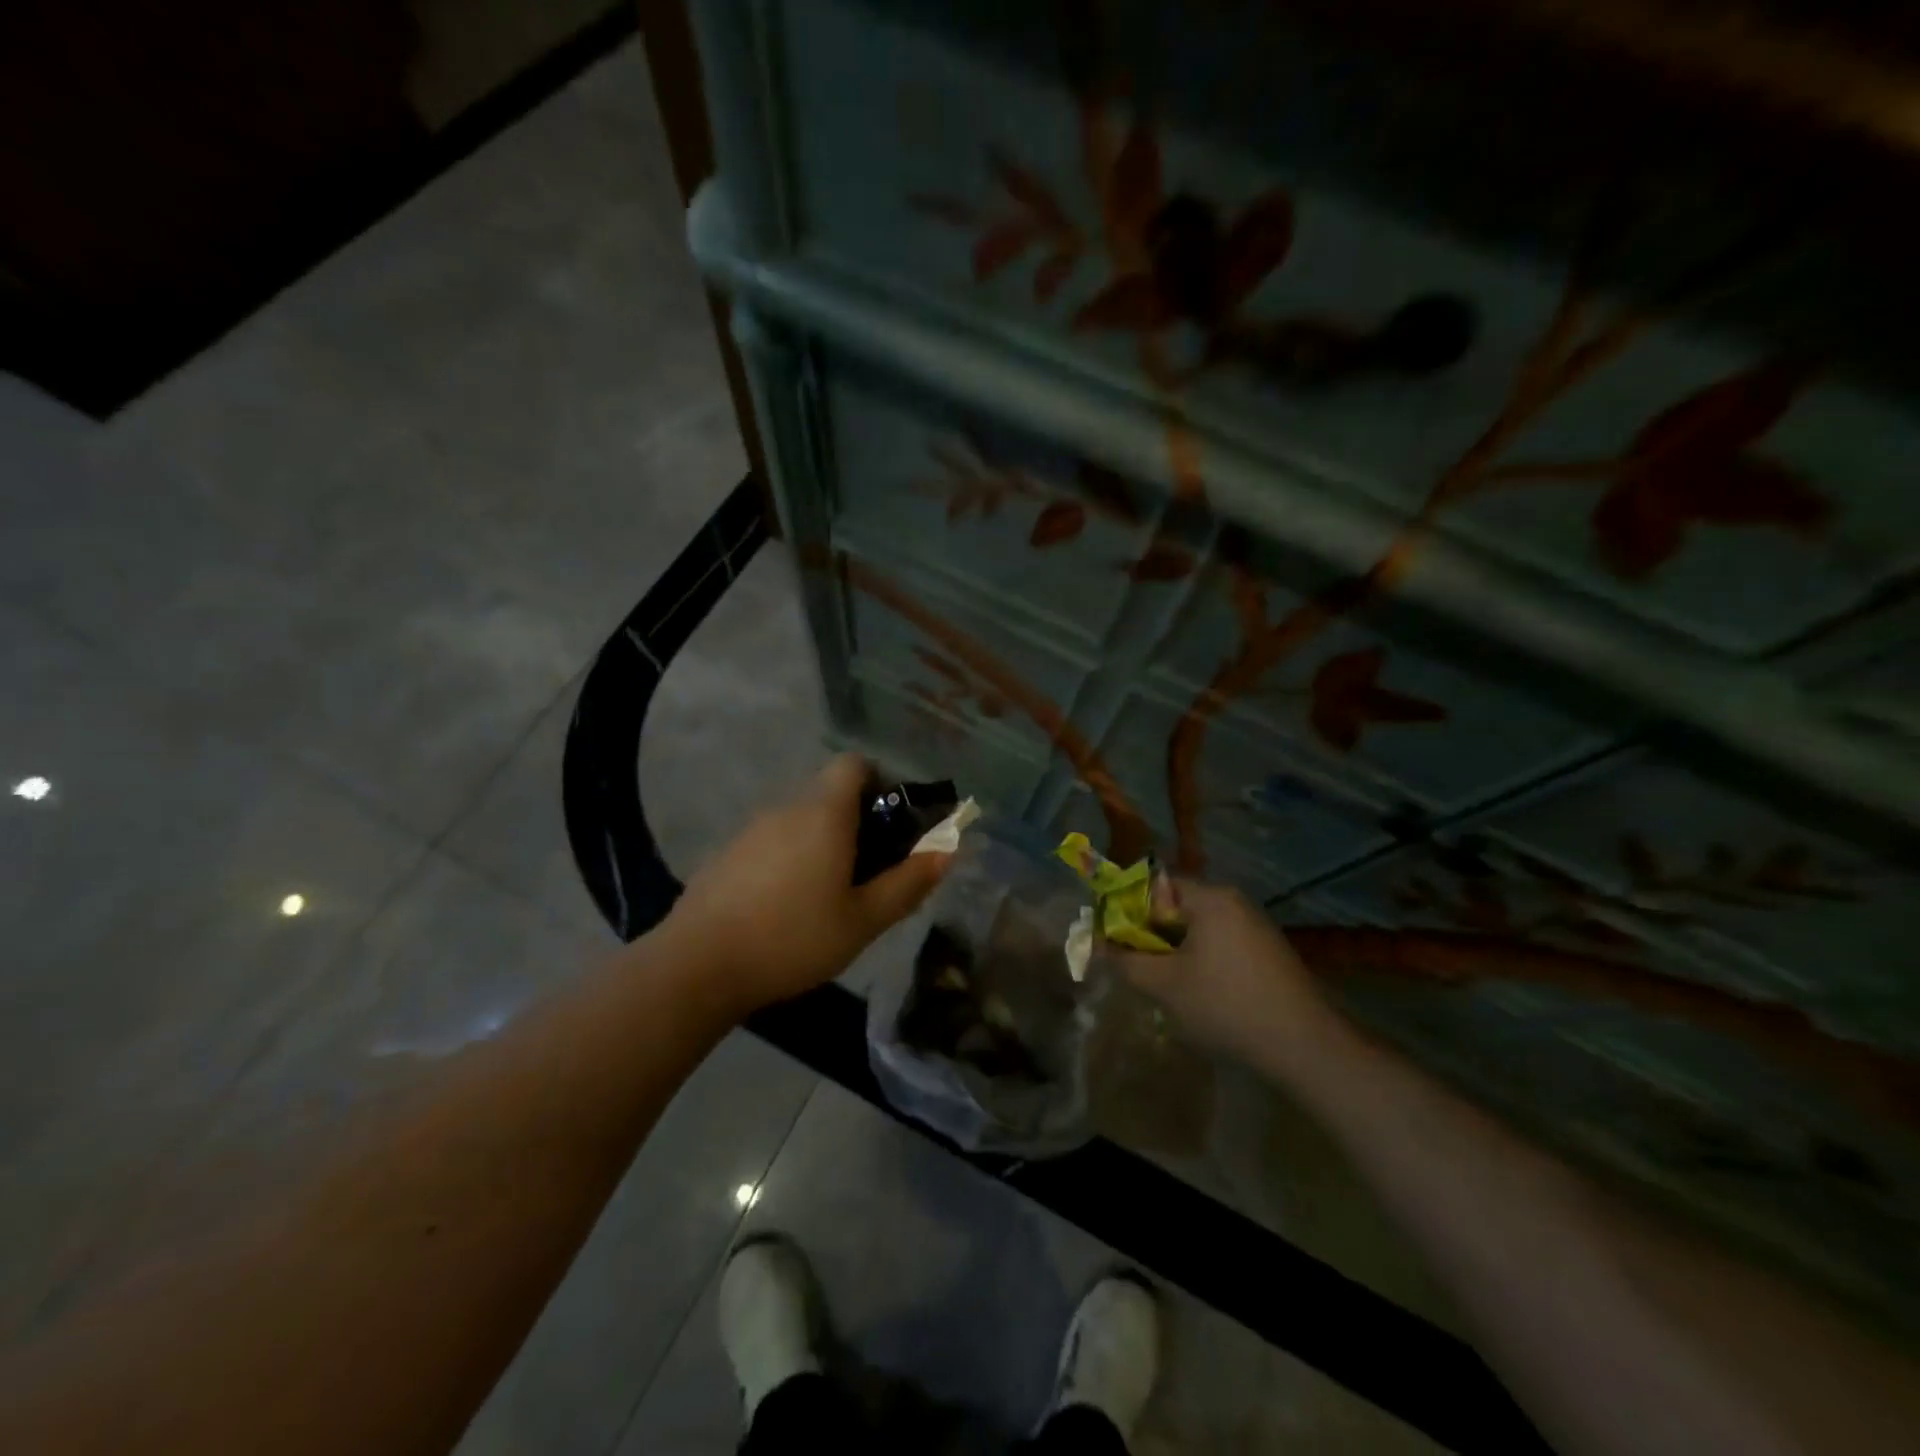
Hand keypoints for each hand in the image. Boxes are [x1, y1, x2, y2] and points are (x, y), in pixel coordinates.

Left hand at [665, 754, 949, 1017]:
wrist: (697, 966)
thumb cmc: (793, 938)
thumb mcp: (863, 920)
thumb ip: (908, 883)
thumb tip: (946, 851)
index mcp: (824, 813)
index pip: (854, 764)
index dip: (879, 782)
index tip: (890, 825)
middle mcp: (787, 808)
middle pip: (830, 794)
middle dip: (857, 822)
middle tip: (869, 873)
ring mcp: (751, 829)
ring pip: (800, 820)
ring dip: (822, 843)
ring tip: (828, 897)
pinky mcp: (726, 854)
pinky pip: (772, 842)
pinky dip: (790, 859)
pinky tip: (785, 908)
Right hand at [1114, 881, 1335, 1069]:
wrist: (1306, 1047)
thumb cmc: (1227, 1006)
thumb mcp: (1165, 985)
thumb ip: (1125, 960)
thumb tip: (1094, 943)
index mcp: (1211, 898)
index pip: (1155, 886)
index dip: (1128, 909)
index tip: (1115, 940)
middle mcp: (1235, 901)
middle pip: (1176, 906)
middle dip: (1151, 935)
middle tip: (1137, 967)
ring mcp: (1256, 926)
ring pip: (1198, 929)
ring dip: (1175, 951)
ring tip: (1165, 986)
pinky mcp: (1269, 952)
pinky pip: (1221, 944)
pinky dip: (1202, 961)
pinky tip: (1200, 995)